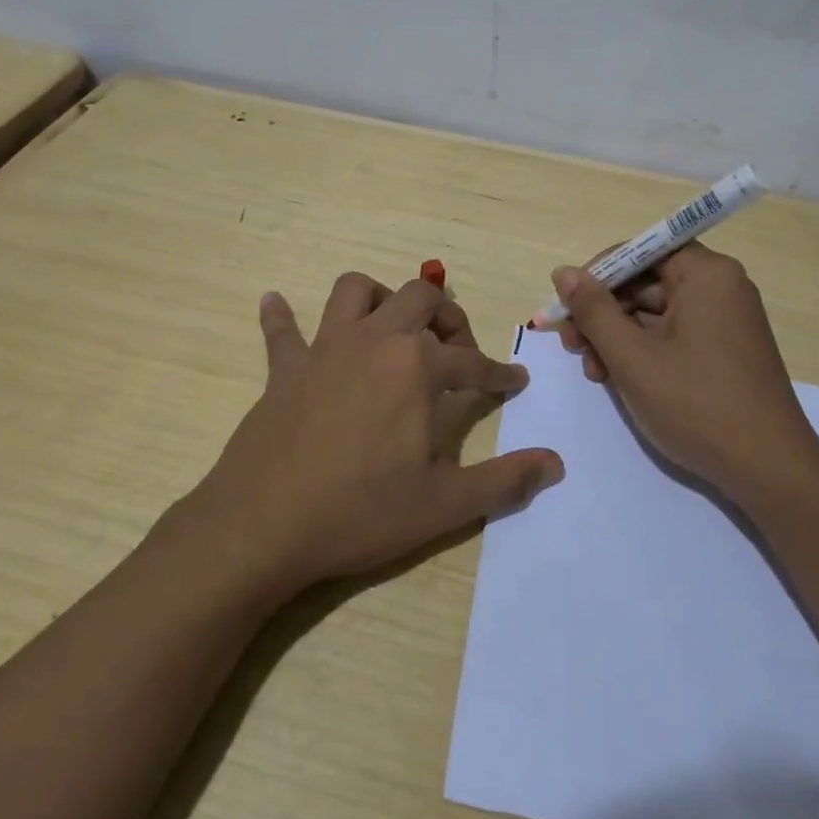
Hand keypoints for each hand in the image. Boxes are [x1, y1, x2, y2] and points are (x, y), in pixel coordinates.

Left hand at [182, 272, 562, 601]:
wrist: (263, 527)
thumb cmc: (360, 511)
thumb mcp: (444, 505)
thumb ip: (504, 480)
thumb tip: (556, 464)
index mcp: (416, 366)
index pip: (472, 361)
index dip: (499, 373)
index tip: (515, 381)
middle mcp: (373, 340)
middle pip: (418, 298)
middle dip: (447, 316)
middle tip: (456, 350)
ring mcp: (324, 349)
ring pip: (354, 291)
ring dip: (379, 298)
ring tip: (392, 328)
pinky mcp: (285, 369)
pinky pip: (282, 330)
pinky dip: (282, 316)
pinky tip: (275, 304)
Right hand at [551, 244, 818, 501]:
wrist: (768, 470)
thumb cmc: (696, 405)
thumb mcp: (632, 356)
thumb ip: (593, 310)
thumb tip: (563, 273)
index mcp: (707, 275)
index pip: (641, 251)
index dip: (597, 275)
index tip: (566, 307)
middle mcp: (721, 288)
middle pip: (646, 283)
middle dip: (603, 313)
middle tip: (570, 346)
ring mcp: (725, 321)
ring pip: (654, 313)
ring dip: (616, 337)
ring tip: (593, 373)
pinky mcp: (724, 351)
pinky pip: (673, 336)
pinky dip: (642, 352)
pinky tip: (618, 380)